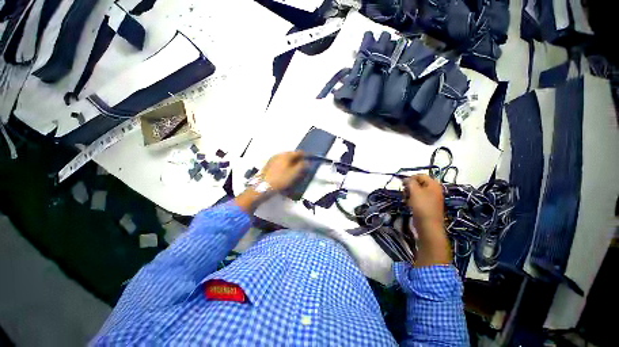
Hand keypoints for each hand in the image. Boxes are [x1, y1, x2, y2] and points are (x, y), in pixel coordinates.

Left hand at [259, 151, 306, 191]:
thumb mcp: (294, 173)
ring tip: (294, 169)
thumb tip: (307, 162)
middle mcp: (279, 154)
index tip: (309, 160)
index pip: (298, 152)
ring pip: (285, 158)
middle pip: (291, 154)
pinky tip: (285, 171)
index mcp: (286, 155)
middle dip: (297, 159)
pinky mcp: (269, 164)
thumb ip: (302, 166)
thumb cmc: (281, 179)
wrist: (264, 186)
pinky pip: (280, 162)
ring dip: (291, 162)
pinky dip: (285, 165)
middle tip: (302, 165)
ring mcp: (273, 159)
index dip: (305, 155)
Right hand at [405, 174, 451, 266]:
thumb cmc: (422, 206)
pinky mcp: (427, 205)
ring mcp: (431, 198)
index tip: (403, 184)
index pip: (421, 175)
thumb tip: (406, 178)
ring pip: (417, 191)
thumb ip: (410, 182)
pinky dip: (412, 199)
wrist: (428, 226)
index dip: (411, 178)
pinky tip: (408, 204)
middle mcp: (434, 190)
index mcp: (433, 184)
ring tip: (406, 199)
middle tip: (405, 192)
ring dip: (410, 193)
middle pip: (419, 183)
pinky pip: (418, 198)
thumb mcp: (415, 191)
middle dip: (410, 186)